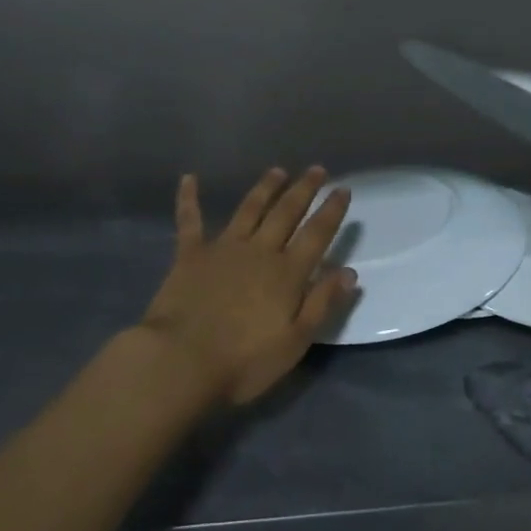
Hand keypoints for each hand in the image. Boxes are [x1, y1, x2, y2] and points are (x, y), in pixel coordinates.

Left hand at [139, 167, 355, 407]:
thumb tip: (349, 272)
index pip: (317, 234)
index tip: (343, 189)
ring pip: (249, 209)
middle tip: (317, 169)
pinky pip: (190, 220)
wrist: (180, 361)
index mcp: (287, 273)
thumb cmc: (244, 361)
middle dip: (304, 189)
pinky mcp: (190, 255)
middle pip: (286, 213)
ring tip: (278, 171)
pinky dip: (189, 198)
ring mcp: (223, 248)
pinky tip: (188, 178)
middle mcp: (260, 251)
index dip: (332, 211)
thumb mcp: (295, 342)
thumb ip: (322, 303)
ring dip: (265, 188)